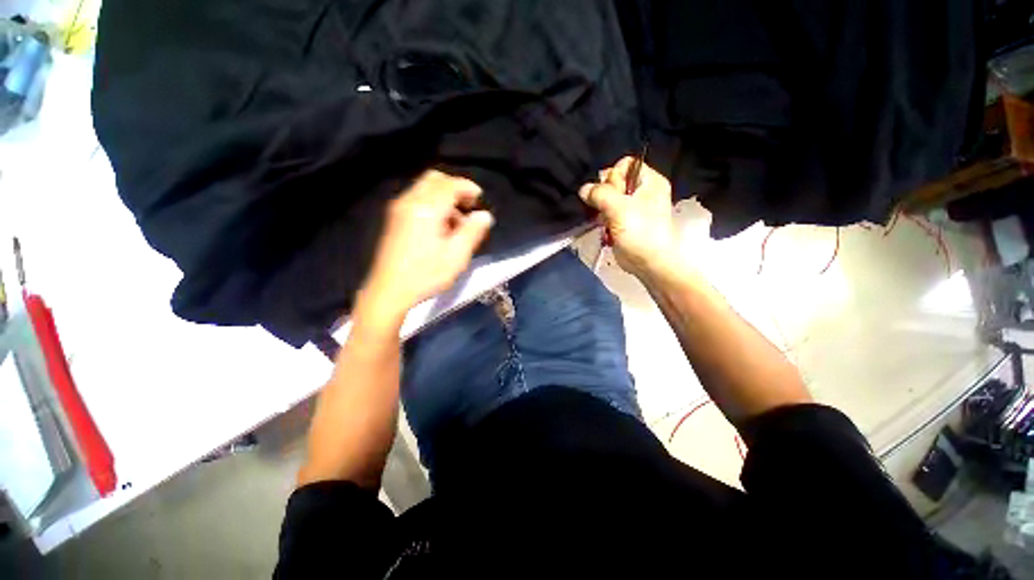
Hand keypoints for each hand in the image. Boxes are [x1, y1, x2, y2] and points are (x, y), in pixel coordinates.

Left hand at [356, 170, 493, 328]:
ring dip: (444, 197)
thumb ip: (472, 231)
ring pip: (424, 188)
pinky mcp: (394, 218)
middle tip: (468, 206)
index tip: (480, 198)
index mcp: (427, 209)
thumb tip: (484, 215)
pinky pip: (417, 199)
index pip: (450, 185)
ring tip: (456, 222)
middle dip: (455, 188)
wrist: (389, 290)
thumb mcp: (456, 256)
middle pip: (435, 179)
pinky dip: (432, 203)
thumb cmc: (426, 275)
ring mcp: (399, 209)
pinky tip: (440, 226)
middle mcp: (410, 202)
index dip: (468, 188)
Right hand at [579, 156, 678, 278]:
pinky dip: (602, 219)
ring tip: (604, 220)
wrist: (649, 262)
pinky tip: (603, 226)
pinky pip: (606, 212)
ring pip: (607, 198)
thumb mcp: (620, 209)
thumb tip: (584, 189)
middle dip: (604, 194)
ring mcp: (631, 207)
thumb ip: (600, 194)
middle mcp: (640, 191)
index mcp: (648, 181)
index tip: (612, 194)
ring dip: (601, 209)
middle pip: (613, 181)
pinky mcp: (622, 221)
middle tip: (607, 209)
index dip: (613, 177)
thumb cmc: (641, 232)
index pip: (625, 165)